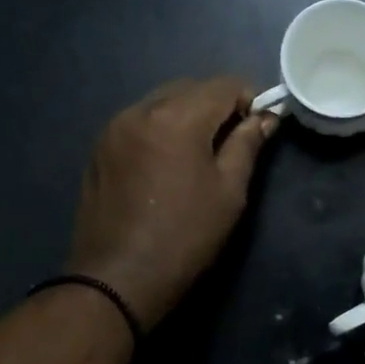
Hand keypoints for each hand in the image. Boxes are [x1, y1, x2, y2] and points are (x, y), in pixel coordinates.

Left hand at [66, 77, 278, 328]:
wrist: (118, 279)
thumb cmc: (184, 237)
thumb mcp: (229, 192)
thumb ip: (247, 145)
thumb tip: (265, 118)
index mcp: (177, 118)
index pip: (224, 84)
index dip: (249, 100)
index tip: (259, 127)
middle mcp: (140, 110)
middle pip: (190, 88)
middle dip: (216, 105)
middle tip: (231, 142)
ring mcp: (114, 128)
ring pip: (161, 102)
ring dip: (186, 115)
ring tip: (198, 154)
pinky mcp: (99, 148)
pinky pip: (138, 122)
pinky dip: (160, 129)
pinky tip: (166, 163)